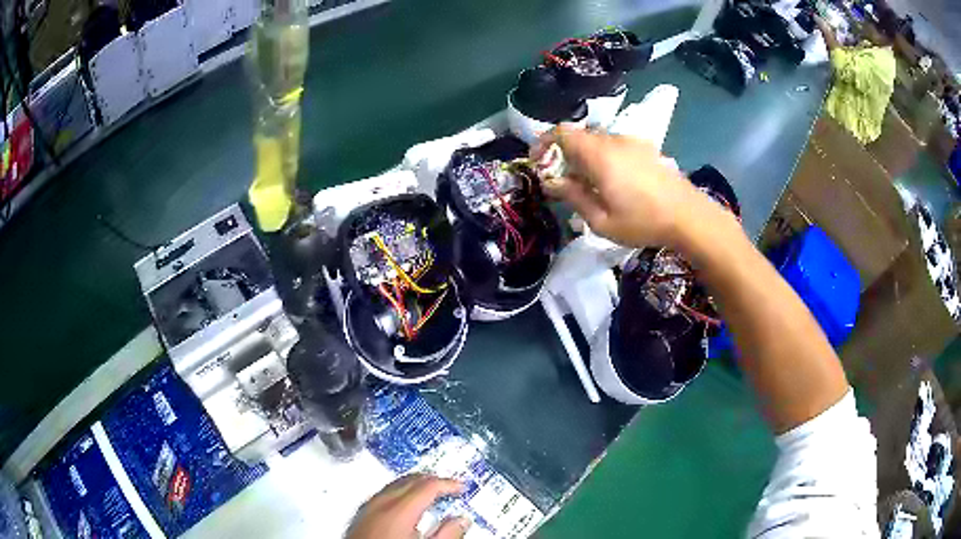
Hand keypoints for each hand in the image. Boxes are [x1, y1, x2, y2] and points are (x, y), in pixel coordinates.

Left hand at [347, 474, 468, 538]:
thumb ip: (447, 534)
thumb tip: (461, 521)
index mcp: (398, 511)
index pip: (427, 486)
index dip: (448, 484)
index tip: (460, 487)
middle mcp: (379, 504)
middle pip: (409, 480)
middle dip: (431, 481)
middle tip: (448, 487)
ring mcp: (366, 509)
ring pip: (394, 485)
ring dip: (414, 486)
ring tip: (430, 494)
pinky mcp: (360, 516)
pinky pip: (382, 495)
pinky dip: (398, 493)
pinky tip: (404, 505)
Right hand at [531, 124, 717, 248]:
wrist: (689, 216)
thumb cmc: (643, 222)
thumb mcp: (602, 221)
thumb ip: (574, 197)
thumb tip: (553, 182)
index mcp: (598, 154)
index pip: (562, 132)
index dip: (544, 142)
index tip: (538, 161)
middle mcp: (613, 140)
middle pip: (579, 136)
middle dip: (565, 153)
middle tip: (563, 180)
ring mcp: (632, 142)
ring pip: (598, 141)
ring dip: (586, 156)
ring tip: (589, 184)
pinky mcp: (646, 148)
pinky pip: (616, 145)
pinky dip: (605, 156)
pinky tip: (615, 180)